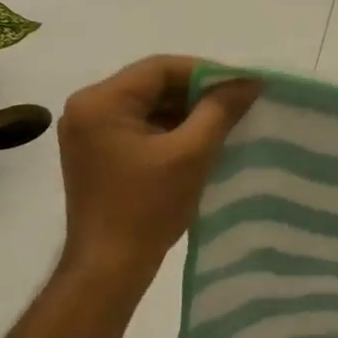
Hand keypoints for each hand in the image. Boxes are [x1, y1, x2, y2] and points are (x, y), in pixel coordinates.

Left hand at [55, 56, 258, 302]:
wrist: (108, 269)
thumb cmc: (147, 207)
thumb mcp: (192, 153)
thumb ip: (220, 110)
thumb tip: (250, 81)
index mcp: (100, 102)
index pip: (161, 68)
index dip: (206, 72)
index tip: (242, 84)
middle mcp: (87, 108)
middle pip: (153, 84)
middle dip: (198, 93)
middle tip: (238, 102)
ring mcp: (89, 132)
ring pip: (149, 106)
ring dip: (187, 112)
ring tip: (226, 121)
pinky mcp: (97, 153)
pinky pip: (141, 126)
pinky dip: (171, 129)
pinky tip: (201, 140)